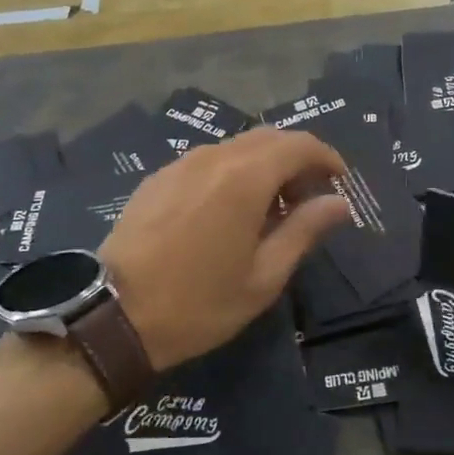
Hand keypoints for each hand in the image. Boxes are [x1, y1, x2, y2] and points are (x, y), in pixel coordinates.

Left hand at [100, 129, 350, 371]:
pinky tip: (226, 211)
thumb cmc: (199, 303)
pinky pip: (206, 162)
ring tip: (269, 209)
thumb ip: (304, 231)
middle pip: (268, 138)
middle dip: (296, 160)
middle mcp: (212, 158)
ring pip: (235, 148)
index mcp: (245, 178)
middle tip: (307, 199)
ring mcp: (179, 165)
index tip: (339, 182)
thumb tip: (339, 203)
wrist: (114, 316)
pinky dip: (231, 173)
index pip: (299, 144)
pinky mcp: (156, 178)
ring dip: (263, 166)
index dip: (326, 157)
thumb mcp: (263, 277)